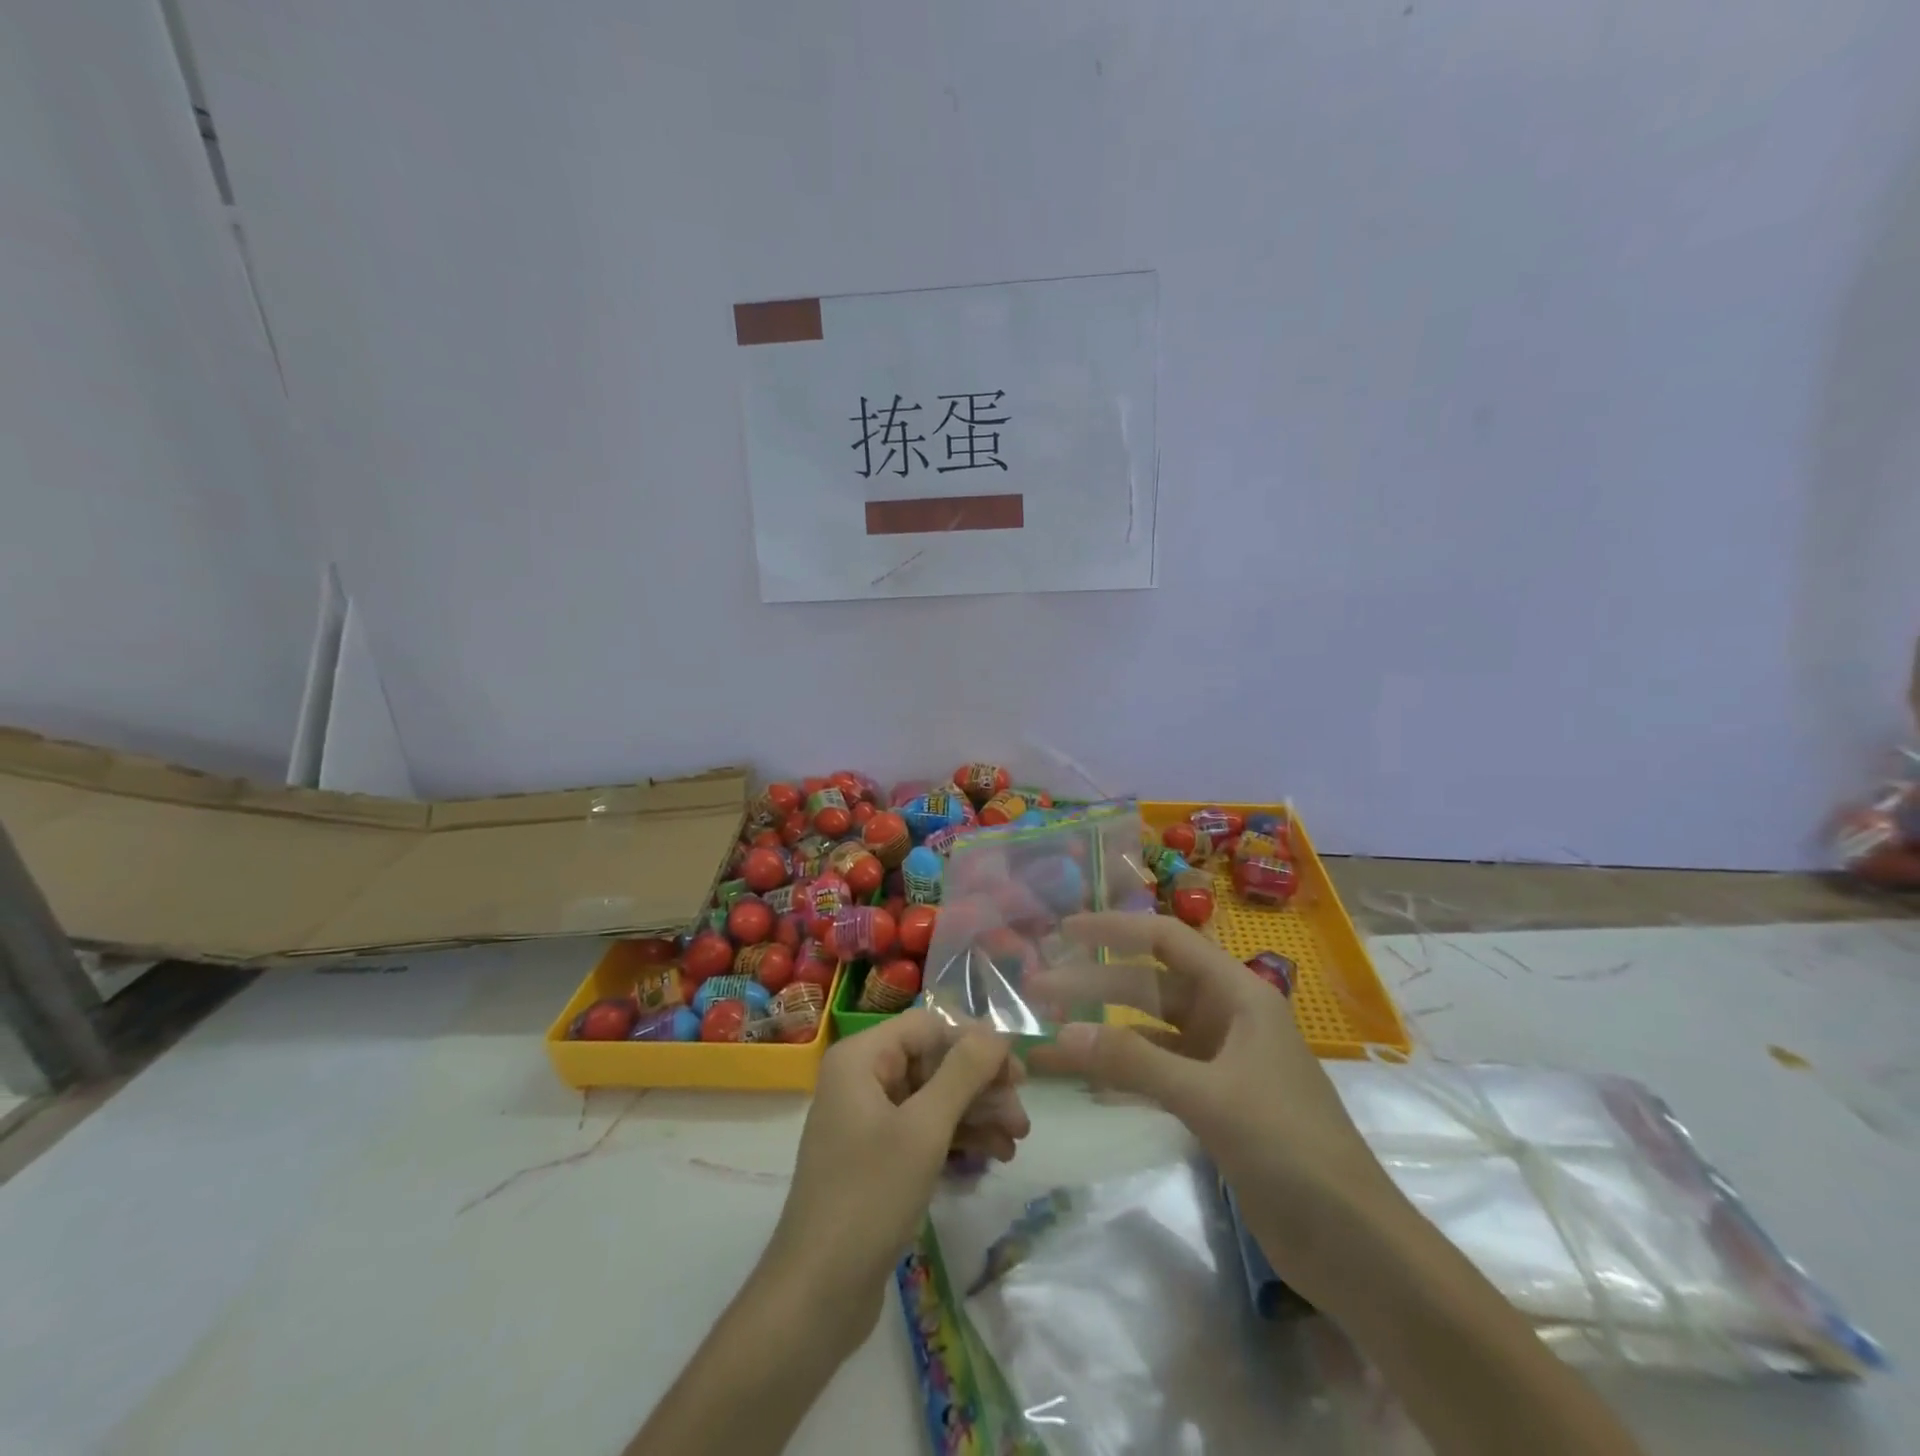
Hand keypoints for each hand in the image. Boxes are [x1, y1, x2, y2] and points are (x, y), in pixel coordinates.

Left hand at [764, 1008, 1029, 1342]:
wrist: (817, 1294)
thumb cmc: (869, 1197)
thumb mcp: (924, 1129)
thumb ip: (963, 1073)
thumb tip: (998, 1030)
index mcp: (862, 1058)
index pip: (928, 1027)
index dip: (974, 1042)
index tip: (1016, 1071)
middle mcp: (862, 1078)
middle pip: (934, 1061)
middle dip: (981, 1085)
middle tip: (1022, 1114)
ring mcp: (868, 1119)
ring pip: (934, 1097)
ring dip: (977, 1113)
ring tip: (1017, 1140)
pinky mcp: (877, 1156)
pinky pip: (924, 1129)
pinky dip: (958, 1138)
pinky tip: (994, 1155)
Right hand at [1027, 913, 1394, 1303]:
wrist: (1353, 1243)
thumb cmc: (1288, 1146)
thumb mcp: (1209, 1096)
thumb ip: (1135, 1061)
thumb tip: (1063, 1032)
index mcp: (1237, 994)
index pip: (1166, 940)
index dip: (1114, 929)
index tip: (1064, 932)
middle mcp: (1226, 1017)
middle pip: (1148, 987)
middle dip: (1093, 986)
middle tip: (1035, 991)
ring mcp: (1220, 1061)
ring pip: (1148, 1033)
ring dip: (1101, 1036)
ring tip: (1047, 1043)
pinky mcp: (1214, 1103)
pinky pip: (1156, 1073)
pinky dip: (1121, 1074)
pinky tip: (1084, 1081)